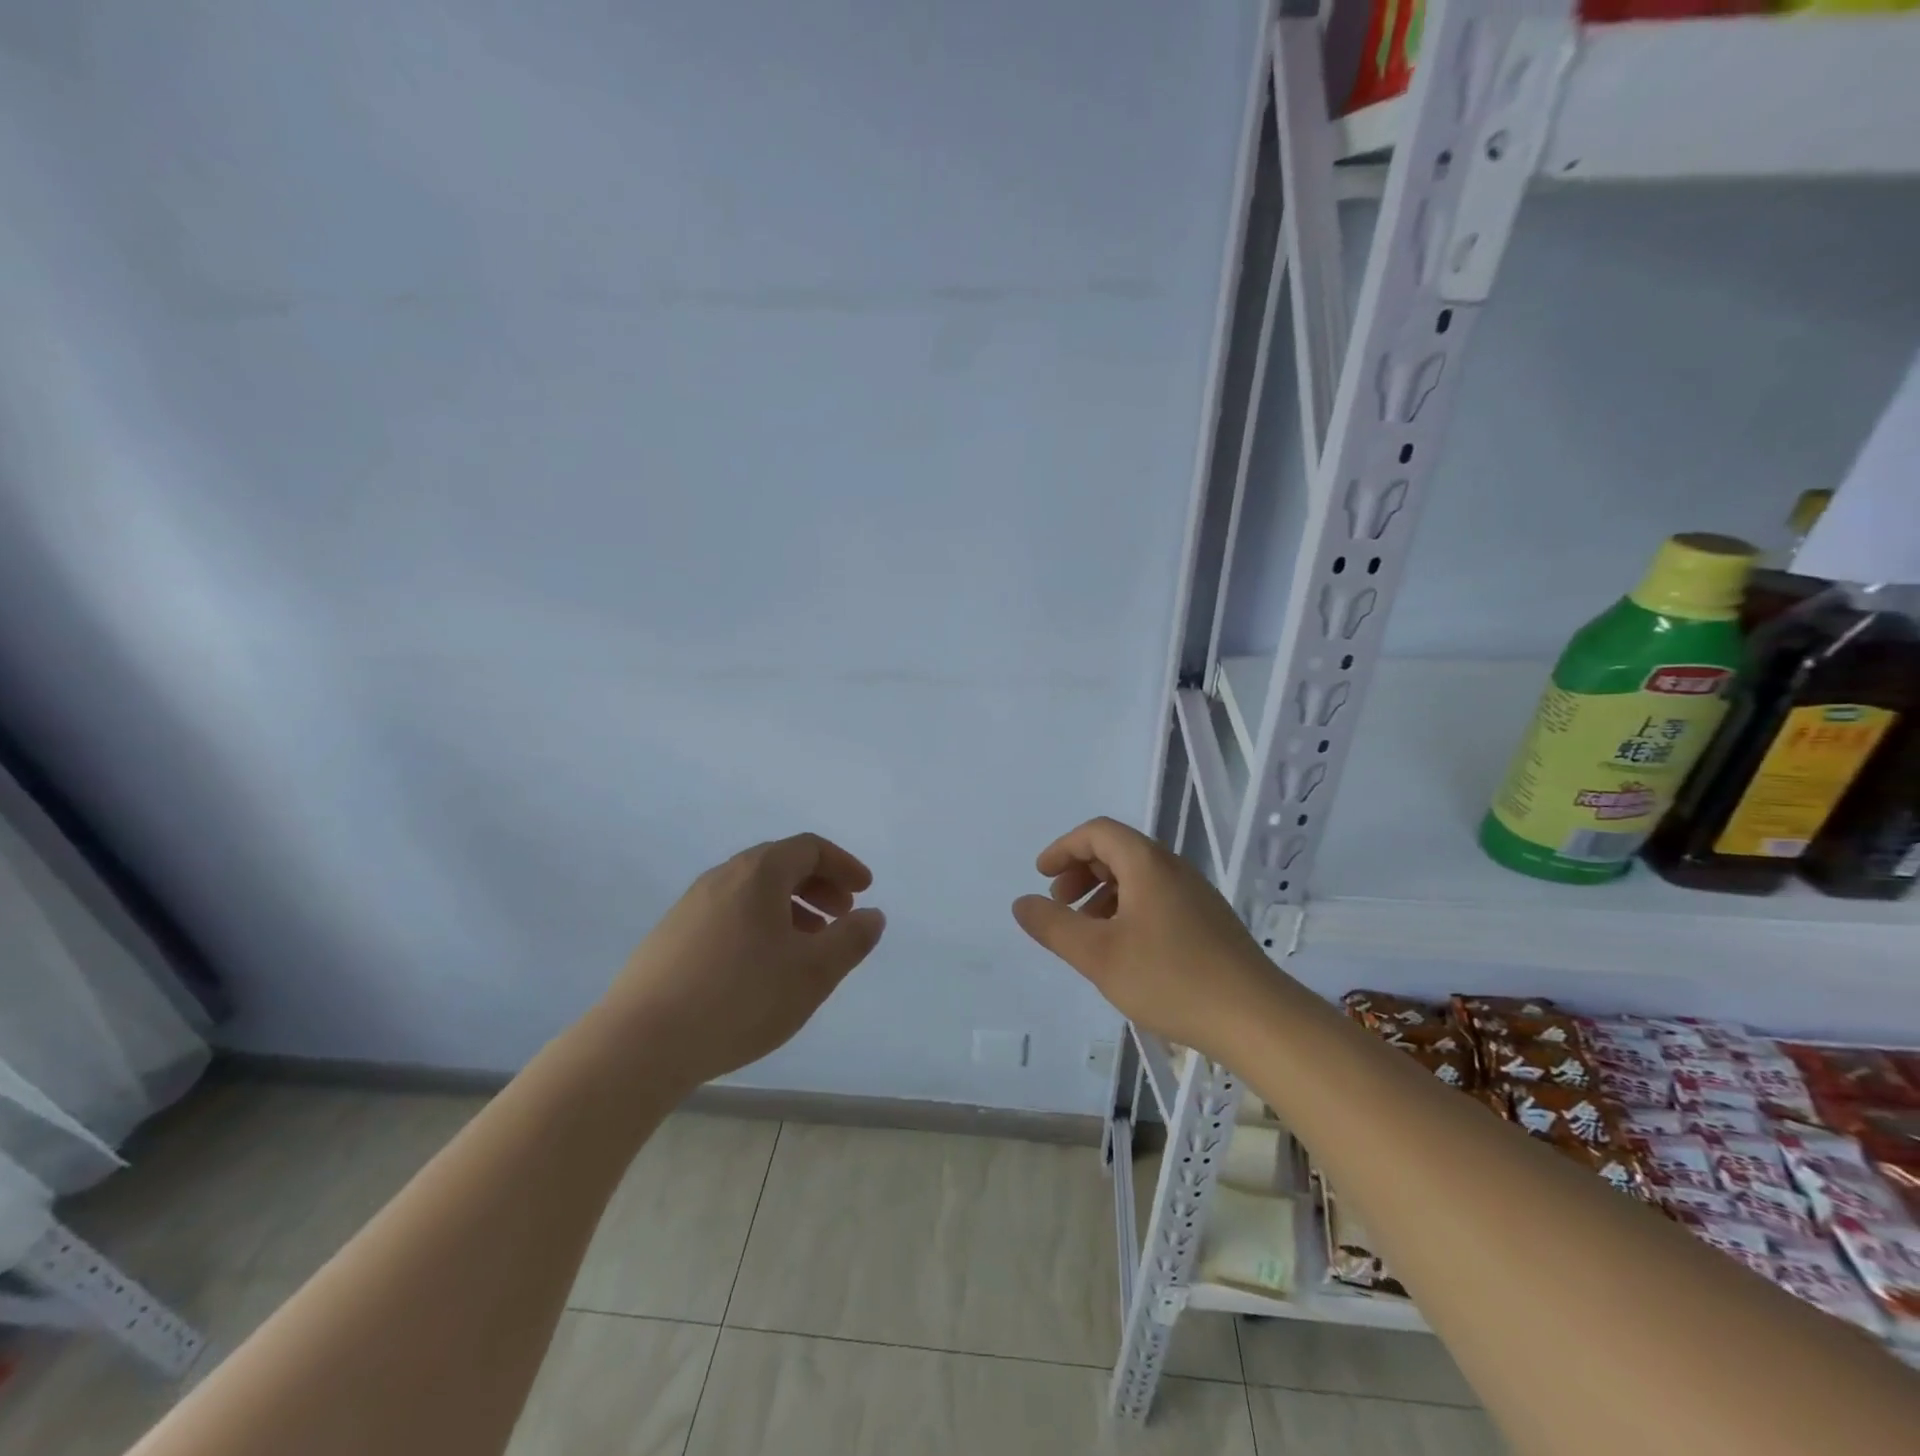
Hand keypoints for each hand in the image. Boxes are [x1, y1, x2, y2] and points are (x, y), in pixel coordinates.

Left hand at [599, 833, 885, 1090]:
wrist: (640, 1044)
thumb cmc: (740, 998)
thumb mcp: (812, 973)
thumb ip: (850, 940)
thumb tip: (872, 915)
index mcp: (758, 873)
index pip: (809, 848)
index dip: (843, 865)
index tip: (865, 890)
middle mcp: (722, 877)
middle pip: (780, 864)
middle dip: (818, 885)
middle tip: (841, 915)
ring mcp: (690, 905)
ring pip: (753, 891)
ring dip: (789, 906)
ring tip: (807, 944)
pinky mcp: (670, 936)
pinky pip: (729, 912)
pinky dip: (759, 923)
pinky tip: (761, 966)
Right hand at [1011, 816, 1275, 1060]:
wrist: (1257, 1019)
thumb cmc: (1170, 979)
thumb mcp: (1098, 955)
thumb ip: (1054, 926)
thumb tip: (1022, 903)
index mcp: (1148, 864)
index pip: (1098, 832)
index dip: (1064, 848)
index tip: (1042, 876)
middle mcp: (1174, 869)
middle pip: (1119, 850)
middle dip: (1081, 870)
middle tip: (1060, 903)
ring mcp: (1196, 896)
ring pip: (1139, 877)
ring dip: (1103, 893)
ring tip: (1086, 931)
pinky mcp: (1209, 922)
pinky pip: (1157, 898)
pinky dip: (1128, 909)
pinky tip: (1123, 950)